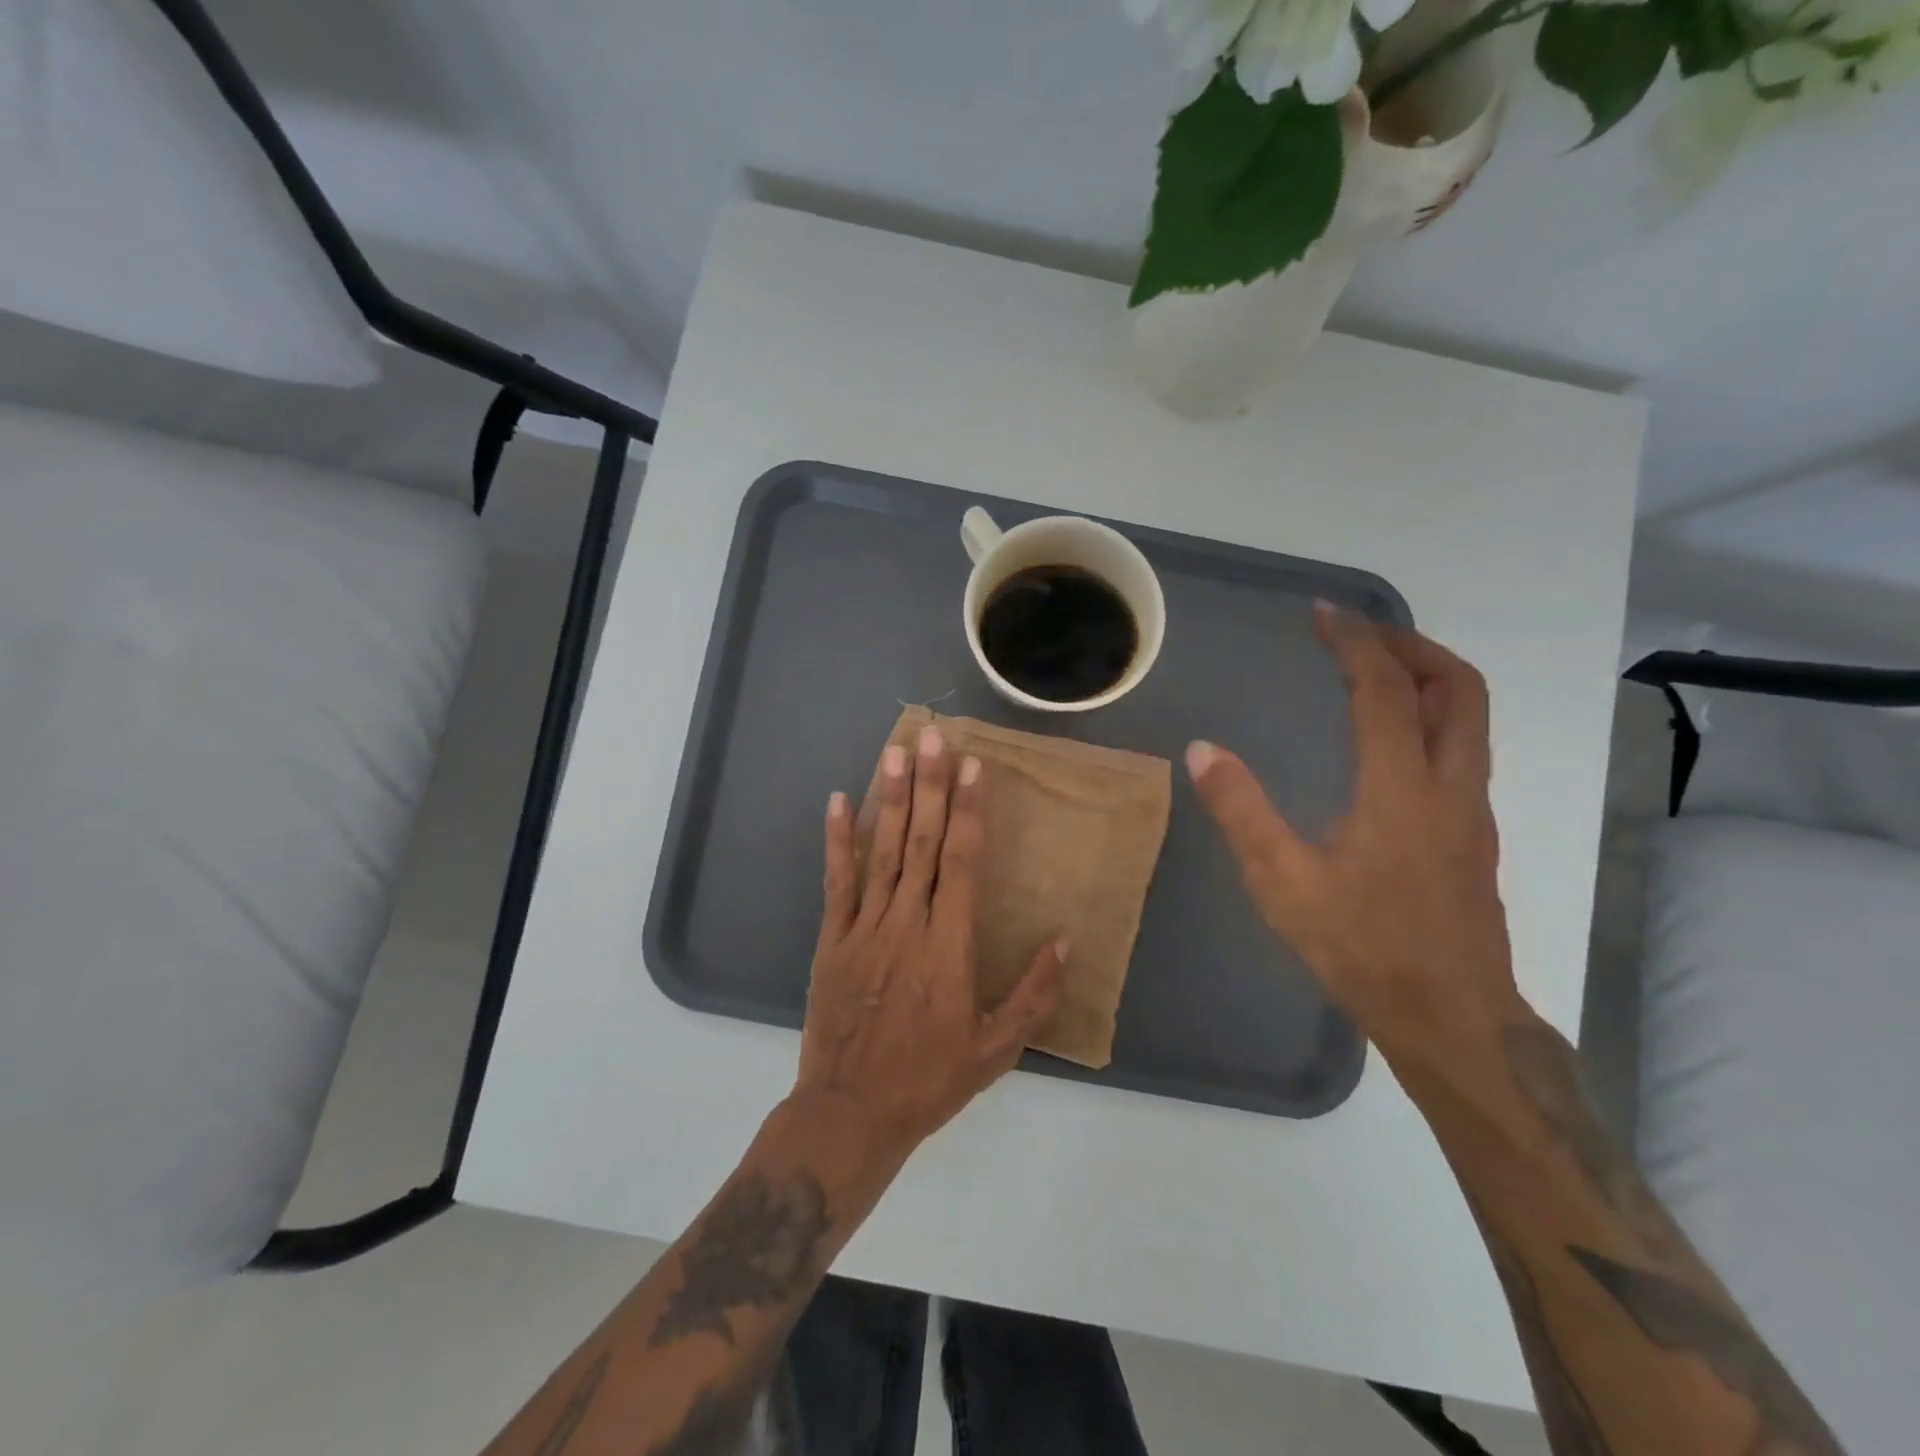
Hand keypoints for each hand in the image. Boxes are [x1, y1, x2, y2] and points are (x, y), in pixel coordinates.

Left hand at [794, 723, 1067, 1156]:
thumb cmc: (930, 1079)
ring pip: (881, 851)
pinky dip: (837, 840)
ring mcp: (864, 927)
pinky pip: (837, 882)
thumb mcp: (996, 1049)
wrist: (851, 1112)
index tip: (973, 767)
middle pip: (921, 843)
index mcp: (948, 946)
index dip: (968, 811)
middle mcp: (906, 923)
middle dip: (931, 786)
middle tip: (934, 736)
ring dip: (890, 799)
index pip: (961, 862)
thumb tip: (1067, 941)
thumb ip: (1034, 994)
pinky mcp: (833, 939)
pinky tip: (838, 802)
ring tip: (897, 752)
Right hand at [1187, 603, 1518, 1057]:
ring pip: (1470, 717)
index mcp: (1401, 787)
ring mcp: (1470, 809)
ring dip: (1427, 677)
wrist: (1451, 1017)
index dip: (1356, 643)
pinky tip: (1387, 740)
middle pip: (1458, 687)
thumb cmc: (1363, 947)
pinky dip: (1430, 715)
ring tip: (1373, 672)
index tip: (1324, 616)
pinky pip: (1462, 746)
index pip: (1386, 690)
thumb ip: (1241, 811)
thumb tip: (1202, 749)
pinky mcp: (1472, 833)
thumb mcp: (1282, 882)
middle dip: (1411, 646)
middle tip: (1360, 635)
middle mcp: (1450, 784)